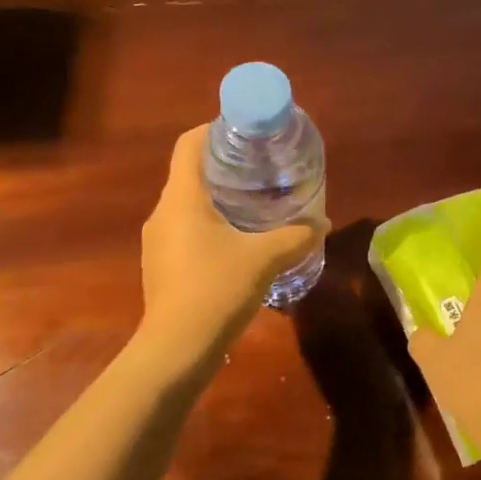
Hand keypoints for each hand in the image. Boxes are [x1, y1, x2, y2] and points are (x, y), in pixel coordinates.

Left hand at [139, 125, 325, 361]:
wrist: (177, 349)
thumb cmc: (217, 289)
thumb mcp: (265, 258)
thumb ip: (295, 236)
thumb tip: (322, 224)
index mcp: (181, 198)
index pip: (189, 144)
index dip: (214, 130)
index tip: (246, 134)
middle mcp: (163, 213)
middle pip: (190, 172)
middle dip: (225, 166)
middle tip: (262, 169)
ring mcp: (158, 242)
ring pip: (189, 205)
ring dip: (219, 199)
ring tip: (256, 204)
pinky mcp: (162, 266)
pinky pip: (186, 232)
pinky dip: (211, 226)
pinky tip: (239, 243)